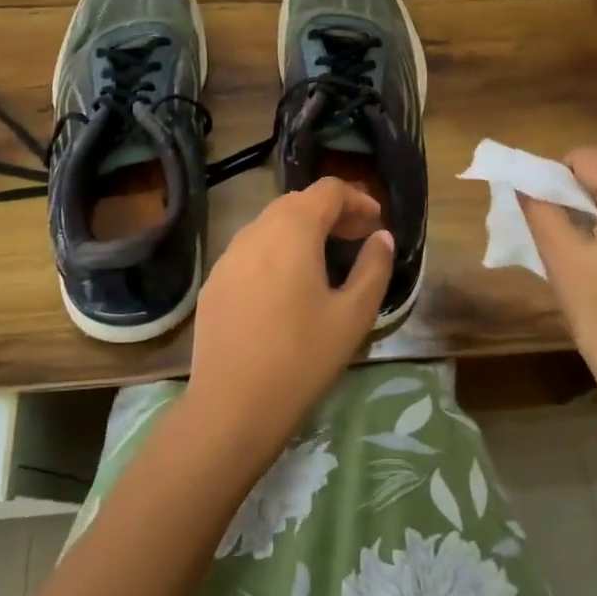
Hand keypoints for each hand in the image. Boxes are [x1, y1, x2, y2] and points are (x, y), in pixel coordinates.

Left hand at [183, 178, 394, 471]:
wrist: (232, 405)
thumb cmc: (302, 356)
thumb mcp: (353, 315)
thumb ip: (374, 268)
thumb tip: (381, 237)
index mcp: (293, 230)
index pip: (328, 190)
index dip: (357, 199)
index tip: (376, 222)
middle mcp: (257, 230)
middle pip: (298, 202)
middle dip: (331, 213)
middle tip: (356, 238)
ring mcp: (229, 255)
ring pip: (271, 225)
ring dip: (302, 230)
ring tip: (324, 259)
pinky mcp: (215, 281)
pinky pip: (251, 250)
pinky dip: (276, 251)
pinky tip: (286, 287)